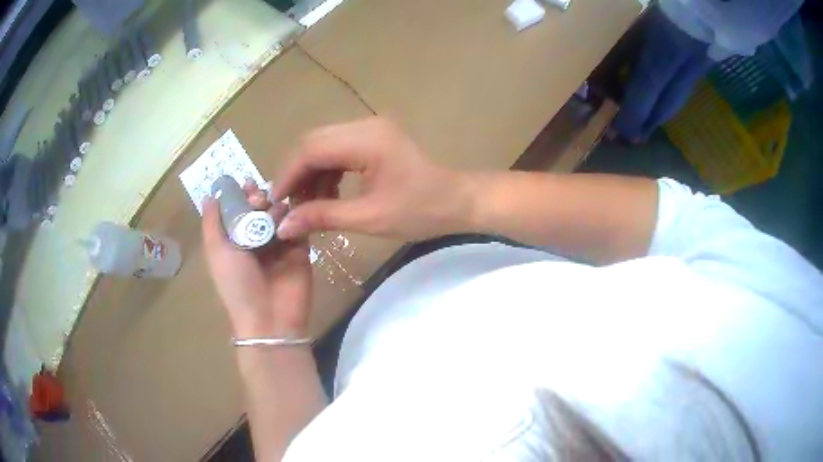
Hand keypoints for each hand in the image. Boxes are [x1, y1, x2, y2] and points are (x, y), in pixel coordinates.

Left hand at [201, 182, 311, 337]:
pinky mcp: (301, 248)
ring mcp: (280, 244)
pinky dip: (295, 214)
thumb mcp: (216, 252)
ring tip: (273, 210)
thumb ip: (212, 222)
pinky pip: (299, 224)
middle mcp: (256, 240)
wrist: (269, 318)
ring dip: (275, 205)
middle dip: (259, 198)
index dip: (241, 195)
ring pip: (279, 213)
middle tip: (259, 199)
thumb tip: (210, 195)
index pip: (239, 210)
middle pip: (260, 208)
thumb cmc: (237, 284)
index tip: (246, 184)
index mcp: (235, 241)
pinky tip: (291, 211)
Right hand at [272, 117, 472, 240]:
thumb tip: (284, 226)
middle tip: (288, 204)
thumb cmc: (421, 211)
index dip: (288, 175)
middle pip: (313, 142)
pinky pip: (338, 150)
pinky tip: (325, 195)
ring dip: (310, 173)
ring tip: (307, 205)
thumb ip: (323, 217)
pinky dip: (326, 171)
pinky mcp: (374, 139)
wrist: (457, 201)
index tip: (275, 202)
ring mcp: (370, 129)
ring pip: (323, 145)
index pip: (311, 149)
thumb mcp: (370, 218)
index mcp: (367, 140)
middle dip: (296, 173)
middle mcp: (365, 126)